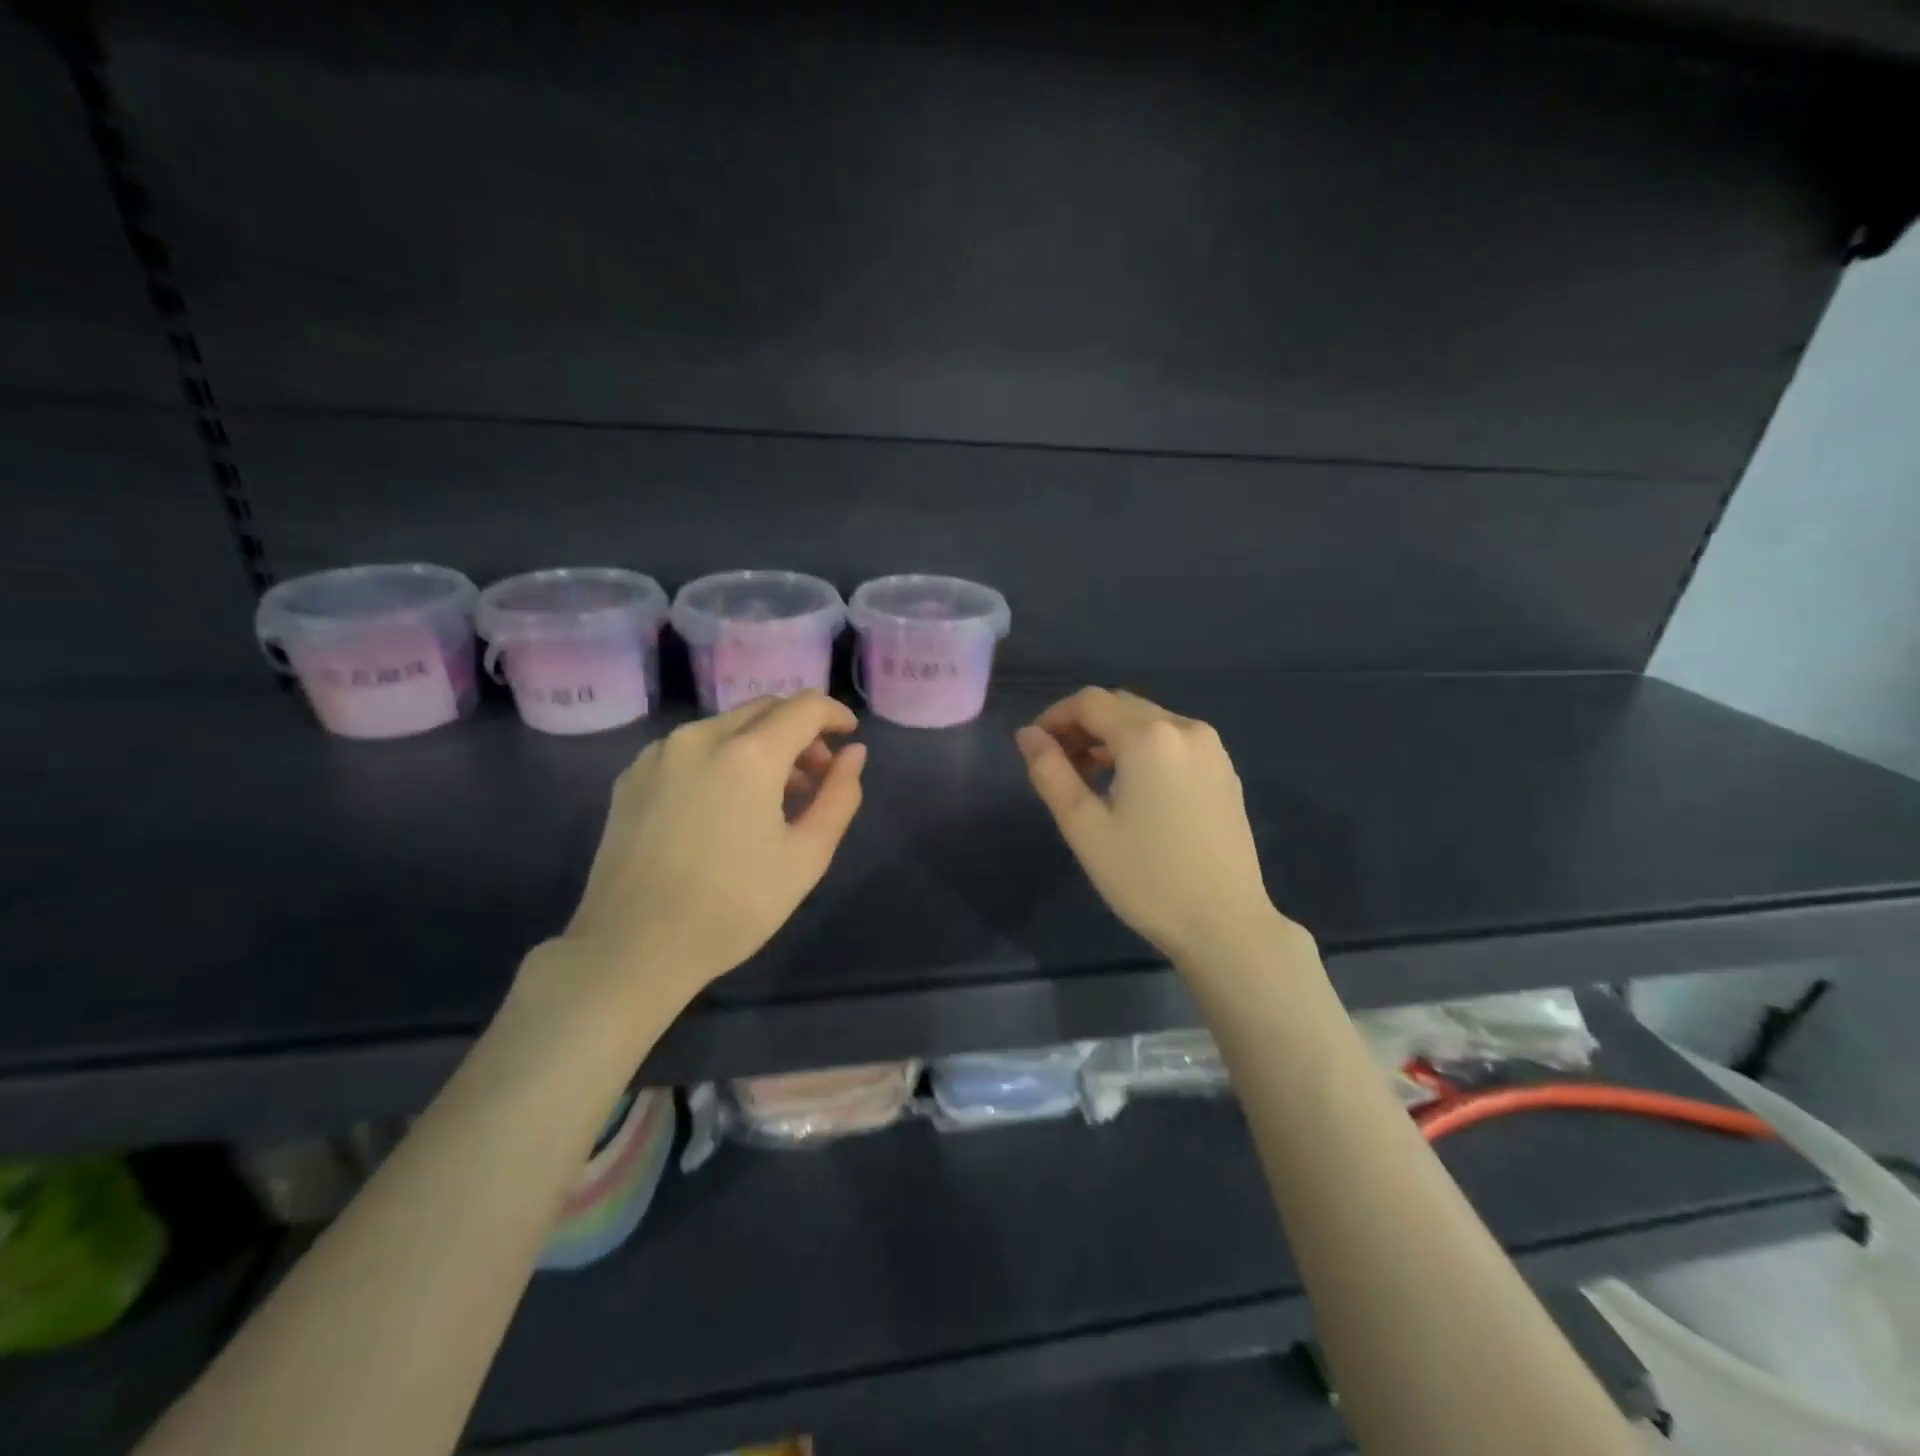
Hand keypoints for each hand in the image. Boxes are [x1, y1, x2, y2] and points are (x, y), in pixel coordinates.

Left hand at [537, 692, 866, 1018]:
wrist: (632, 948)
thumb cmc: (733, 906)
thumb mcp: (806, 856)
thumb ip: (839, 796)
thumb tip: (854, 754)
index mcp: (748, 754)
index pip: (804, 707)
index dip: (834, 714)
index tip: (849, 737)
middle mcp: (700, 737)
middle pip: (764, 710)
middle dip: (800, 731)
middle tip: (816, 775)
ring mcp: (659, 754)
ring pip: (726, 727)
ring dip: (761, 745)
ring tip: (773, 796)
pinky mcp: (631, 776)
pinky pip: (690, 748)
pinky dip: (721, 758)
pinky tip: (724, 805)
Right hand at [1016, 687, 1291, 964]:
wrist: (1226, 924)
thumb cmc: (1146, 878)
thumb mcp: (1084, 827)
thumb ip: (1050, 772)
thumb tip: (1027, 735)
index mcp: (1149, 736)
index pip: (1090, 702)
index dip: (1054, 716)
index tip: (1034, 747)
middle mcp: (1185, 728)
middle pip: (1120, 706)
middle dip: (1083, 726)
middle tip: (1058, 765)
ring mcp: (1212, 749)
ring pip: (1149, 722)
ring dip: (1112, 738)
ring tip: (1089, 780)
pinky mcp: (1225, 771)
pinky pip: (1173, 742)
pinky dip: (1143, 750)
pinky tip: (1132, 789)